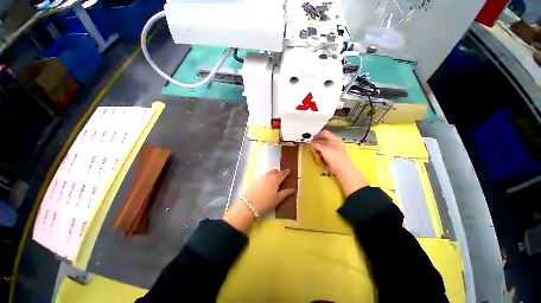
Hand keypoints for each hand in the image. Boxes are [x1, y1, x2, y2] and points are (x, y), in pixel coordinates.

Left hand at [223, 170, 294, 232]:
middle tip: (282, 176)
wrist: (249, 204)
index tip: (289, 171)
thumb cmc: (266, 202)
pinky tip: (266, 182)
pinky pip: (263, 176)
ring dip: (272, 174)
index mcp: (276, 179)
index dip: (286, 172)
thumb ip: (286, 193)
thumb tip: (293, 189)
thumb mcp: (278, 199)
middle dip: (279, 172)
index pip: (282, 173)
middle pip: (275, 171)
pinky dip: (267, 177)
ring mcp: (261, 177)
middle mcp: (268, 176)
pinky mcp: (255, 180)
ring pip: (268, 173)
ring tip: (274, 179)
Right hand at [311, 130, 349, 173]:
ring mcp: (334, 151)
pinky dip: (321, 157)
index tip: (312, 139)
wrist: (342, 168)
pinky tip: (321, 160)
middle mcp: (334, 143)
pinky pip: (324, 155)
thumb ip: (315, 144)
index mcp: (334, 138)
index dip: (317, 135)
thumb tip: (312, 143)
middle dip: (317, 147)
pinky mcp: (333, 157)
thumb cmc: (335, 156)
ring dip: (318, 153)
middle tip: (314, 150)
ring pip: (322, 149)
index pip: (324, 133)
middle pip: (322, 142)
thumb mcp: (322, 148)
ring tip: (318, 157)